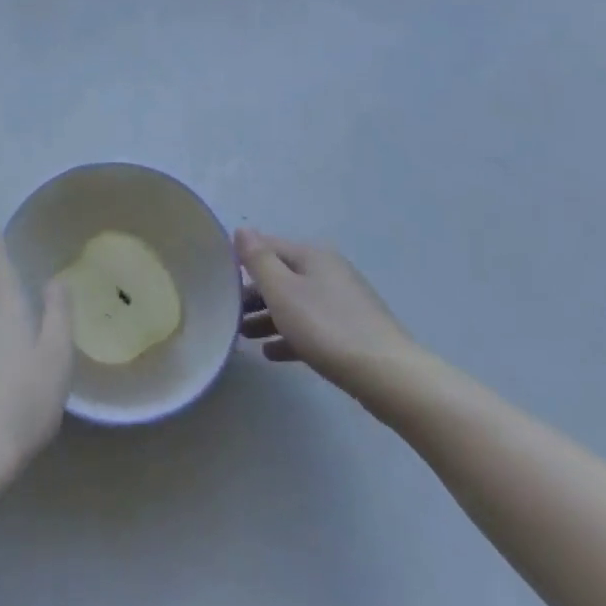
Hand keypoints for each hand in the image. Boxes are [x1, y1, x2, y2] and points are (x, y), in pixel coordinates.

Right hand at [236, 228, 425, 402]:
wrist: (388, 375)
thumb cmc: (326, 327)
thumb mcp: (282, 291)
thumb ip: (258, 259)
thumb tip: (242, 229)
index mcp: (312, 255)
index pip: (267, 246)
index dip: (241, 259)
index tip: (218, 280)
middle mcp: (328, 270)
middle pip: (281, 276)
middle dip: (254, 294)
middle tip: (229, 314)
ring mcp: (343, 301)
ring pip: (295, 302)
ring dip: (268, 316)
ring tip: (244, 337)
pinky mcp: (352, 330)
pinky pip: (312, 326)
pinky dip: (290, 335)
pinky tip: (272, 353)